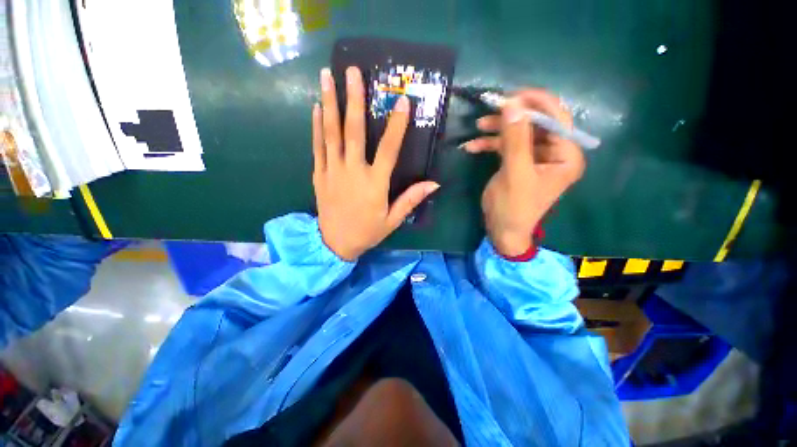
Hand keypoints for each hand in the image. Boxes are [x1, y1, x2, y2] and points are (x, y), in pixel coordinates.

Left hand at [313, 67, 439, 260]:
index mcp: (374, 183)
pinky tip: (317, 107)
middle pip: (353, 131)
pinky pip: (317, 146)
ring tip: (327, 76)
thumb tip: (434, 183)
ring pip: (331, 133)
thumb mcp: (392, 220)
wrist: (334, 243)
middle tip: (352, 71)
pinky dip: (317, 126)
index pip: (388, 149)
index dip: (397, 125)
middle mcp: (353, 172)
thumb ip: (411, 199)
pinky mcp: (319, 174)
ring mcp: (332, 171)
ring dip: (330, 103)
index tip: (402, 101)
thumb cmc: (367, 232)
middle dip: (353, 99)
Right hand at [461, 89, 584, 256]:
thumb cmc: (513, 207)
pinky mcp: (520, 163)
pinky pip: (508, 147)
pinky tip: (473, 146)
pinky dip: (491, 145)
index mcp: (566, 156)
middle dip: (512, 117)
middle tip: (490, 110)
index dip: (536, 103)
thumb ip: (516, 139)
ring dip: (498, 130)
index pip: (557, 118)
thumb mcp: (515, 173)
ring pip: (519, 133)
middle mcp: (555, 153)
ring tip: (477, 127)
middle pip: (536, 124)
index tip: (510, 95)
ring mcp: (536, 158)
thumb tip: (513, 104)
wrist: (502, 231)